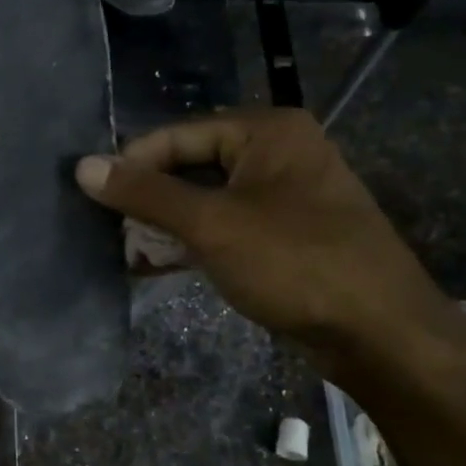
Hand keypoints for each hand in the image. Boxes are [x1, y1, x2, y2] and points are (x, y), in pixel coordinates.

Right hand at [74, 108, 452, 362]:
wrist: (382, 334)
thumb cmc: (295, 262)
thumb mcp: (212, 224)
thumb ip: (145, 193)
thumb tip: (83, 166)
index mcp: (267, 130)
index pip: (178, 135)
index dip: (132, 164)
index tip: (91, 195)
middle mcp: (278, 152)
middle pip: (192, 165)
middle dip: (149, 198)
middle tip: (107, 228)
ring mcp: (284, 195)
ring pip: (206, 198)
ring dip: (165, 224)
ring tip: (124, 250)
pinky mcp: (285, 233)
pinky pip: (225, 225)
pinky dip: (192, 241)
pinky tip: (156, 264)